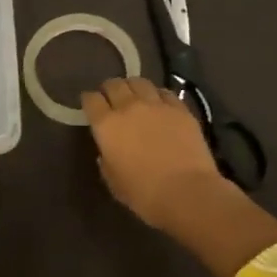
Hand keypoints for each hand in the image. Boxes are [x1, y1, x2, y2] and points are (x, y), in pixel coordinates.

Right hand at [82, 76, 230, 231]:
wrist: (187, 192)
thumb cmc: (145, 194)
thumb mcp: (114, 182)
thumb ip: (106, 162)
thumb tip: (107, 153)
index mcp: (107, 125)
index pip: (91, 99)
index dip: (89, 100)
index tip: (90, 106)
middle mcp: (128, 107)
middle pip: (114, 84)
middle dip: (109, 89)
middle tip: (111, 98)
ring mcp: (156, 105)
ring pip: (139, 82)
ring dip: (133, 87)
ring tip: (135, 96)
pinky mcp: (180, 108)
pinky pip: (164, 92)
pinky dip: (157, 95)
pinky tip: (159, 103)